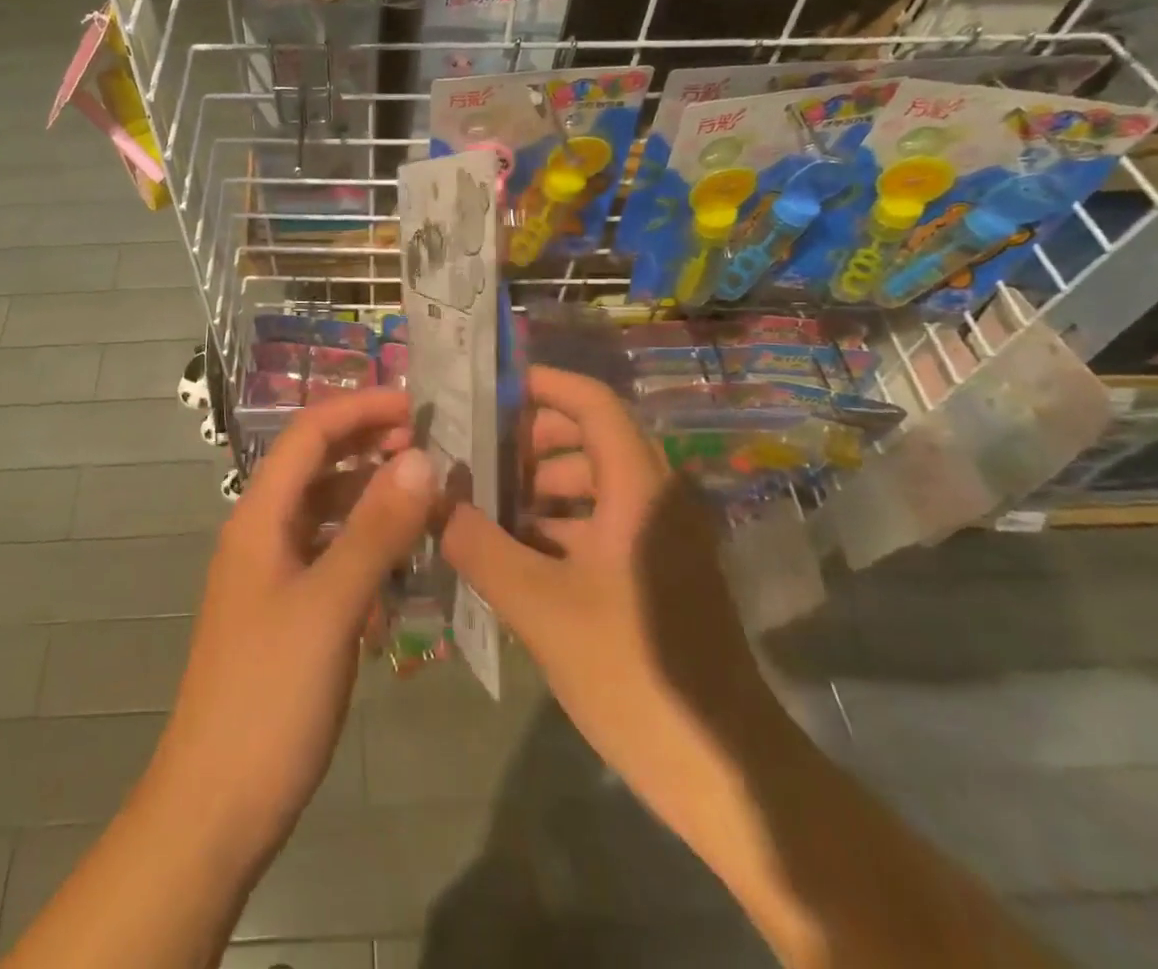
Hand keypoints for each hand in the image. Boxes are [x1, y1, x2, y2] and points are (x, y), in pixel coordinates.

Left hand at [145, 388, 436, 865]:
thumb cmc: (269, 698)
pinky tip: (405, 564)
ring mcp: (274, 574)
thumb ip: (376, 530)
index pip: (309, 434)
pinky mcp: (289, 611)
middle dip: (370, 446)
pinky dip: (368, 546)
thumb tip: (421, 457)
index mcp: (260, 517)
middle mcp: (263, 533)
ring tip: (430, 498)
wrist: (215, 807)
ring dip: (373, 496)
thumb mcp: (330, 607)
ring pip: (329, 512)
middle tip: (434, 447)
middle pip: (318, 466)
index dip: (361, 408)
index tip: (419, 405)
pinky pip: (333, 556)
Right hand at [440, 366, 782, 782]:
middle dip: (529, 442)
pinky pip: (600, 524)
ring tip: (480, 506)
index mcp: (639, 489)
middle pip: (589, 439)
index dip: (543, 385)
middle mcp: (655, 499)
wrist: (724, 772)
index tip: (488, 390)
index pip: (593, 404)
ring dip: (538, 488)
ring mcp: (659, 538)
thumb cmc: (634, 673)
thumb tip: (432, 500)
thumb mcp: (541, 607)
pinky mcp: (655, 574)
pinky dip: (556, 525)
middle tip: (472, 456)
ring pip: (592, 485)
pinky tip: (511, 552)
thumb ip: (480, 546)